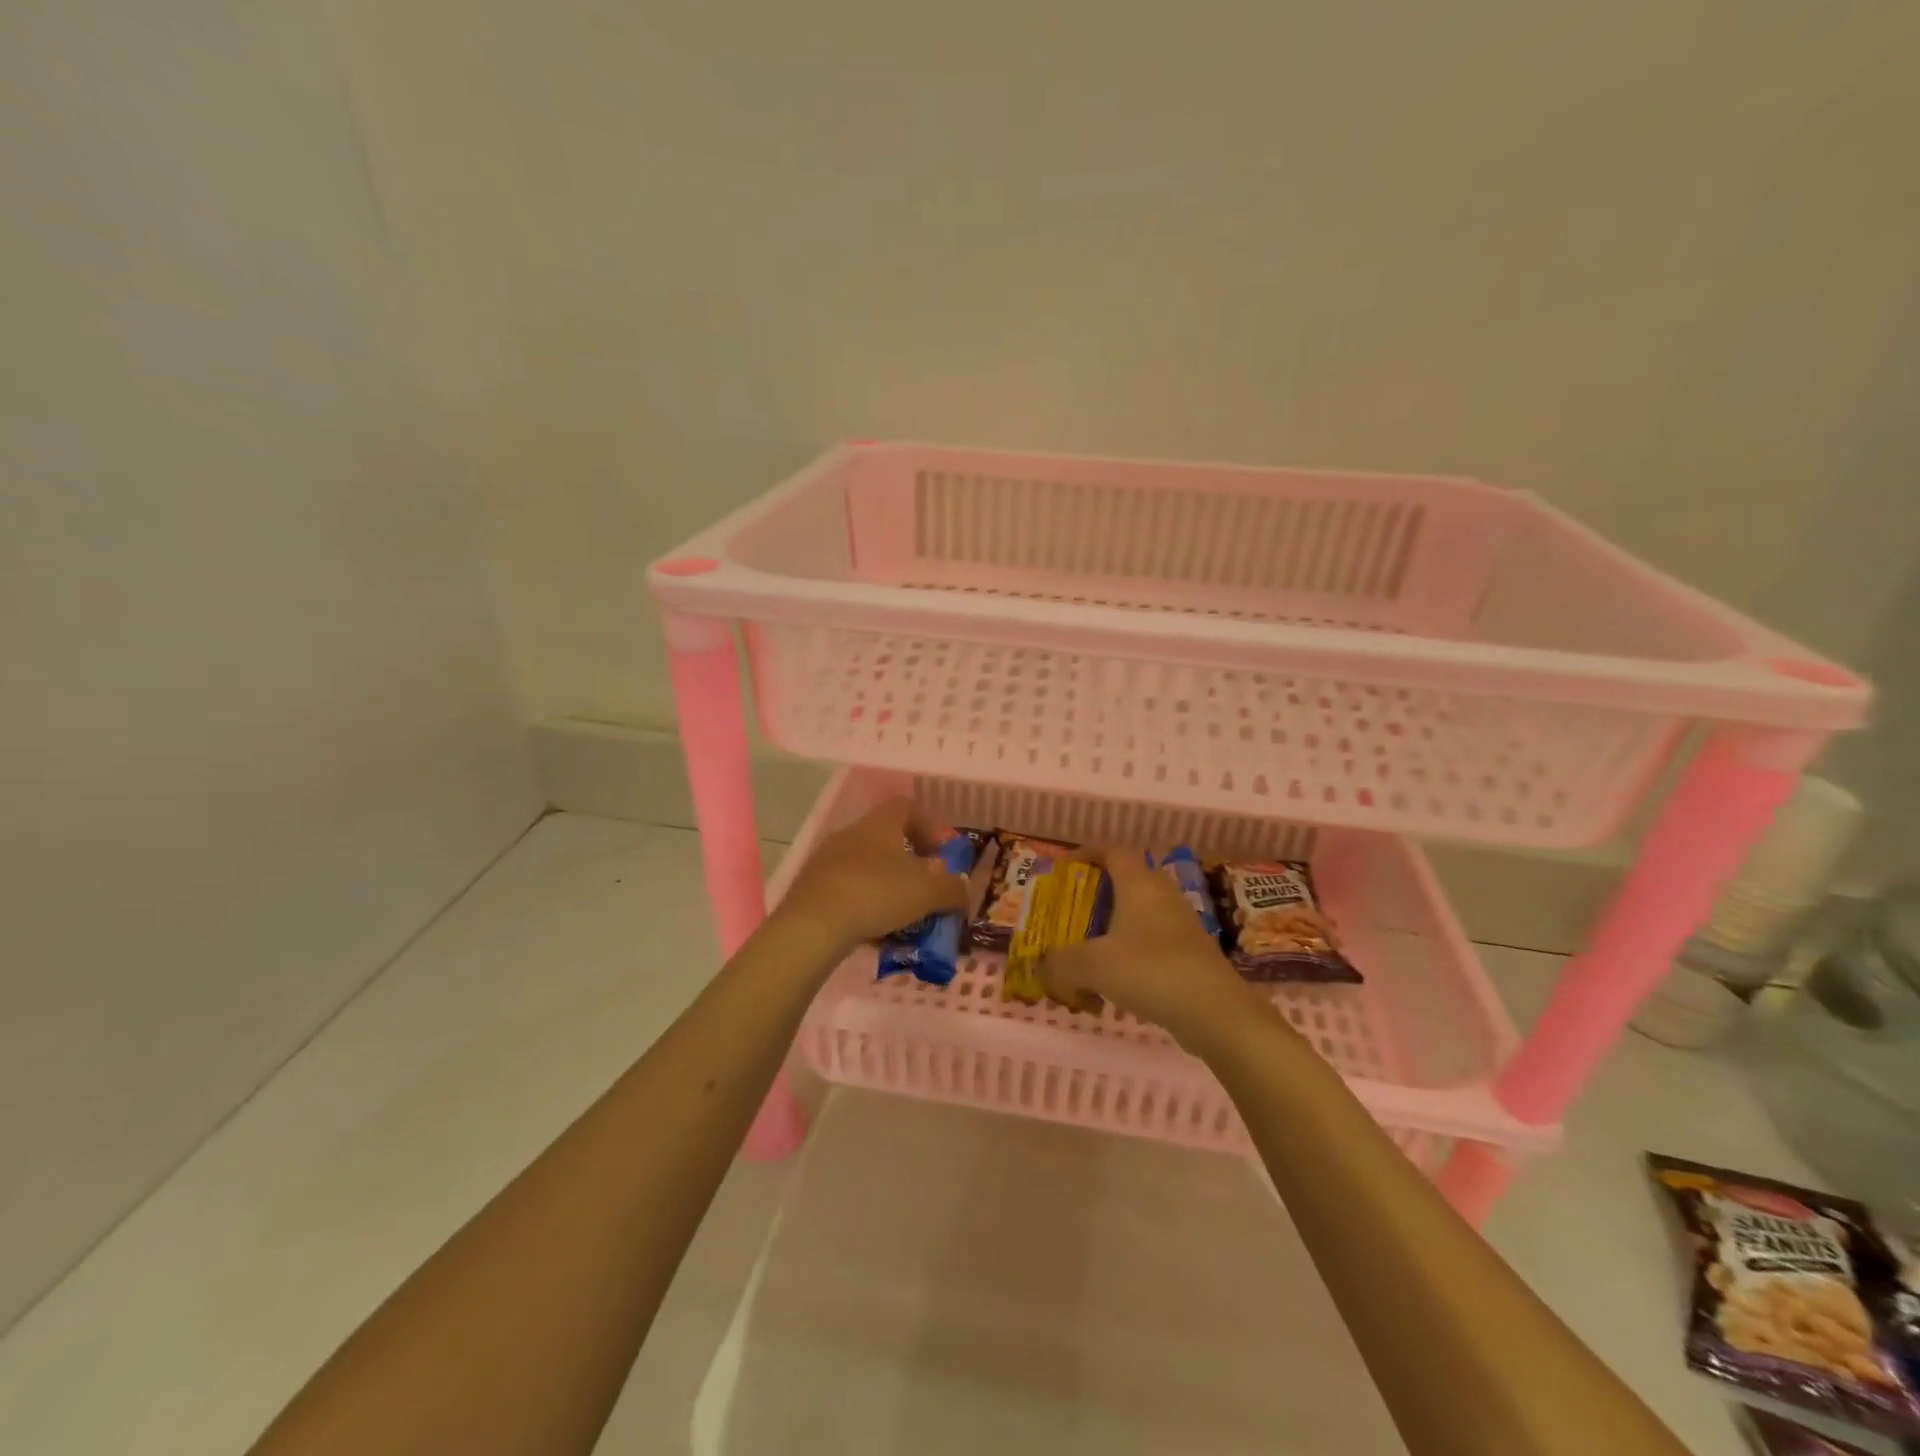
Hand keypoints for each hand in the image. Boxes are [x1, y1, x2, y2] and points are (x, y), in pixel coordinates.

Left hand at [775, 797, 970, 953]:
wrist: (813, 925)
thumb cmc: (877, 894)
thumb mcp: (927, 893)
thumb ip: (951, 889)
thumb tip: (963, 888)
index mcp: (880, 824)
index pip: (907, 807)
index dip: (929, 826)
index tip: (942, 853)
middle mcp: (852, 832)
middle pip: (886, 836)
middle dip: (910, 860)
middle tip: (926, 886)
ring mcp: (827, 858)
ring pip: (866, 863)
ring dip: (887, 882)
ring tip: (902, 912)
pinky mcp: (811, 885)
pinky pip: (846, 885)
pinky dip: (864, 900)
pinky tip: (873, 925)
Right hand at [1039, 849, 1261, 1052]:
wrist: (1217, 1013)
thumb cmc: (1151, 971)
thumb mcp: (1092, 965)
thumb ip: (1060, 963)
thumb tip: (1042, 966)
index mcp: (1139, 884)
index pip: (1112, 851)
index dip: (1087, 853)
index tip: (1065, 867)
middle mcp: (1162, 896)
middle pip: (1128, 881)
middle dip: (1098, 894)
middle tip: (1073, 912)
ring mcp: (1182, 925)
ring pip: (1141, 915)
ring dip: (1114, 928)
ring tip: (1089, 952)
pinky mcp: (1192, 955)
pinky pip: (1153, 943)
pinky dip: (1131, 954)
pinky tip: (1116, 985)